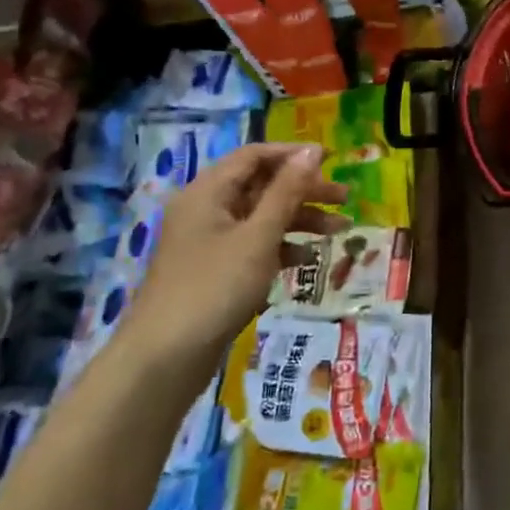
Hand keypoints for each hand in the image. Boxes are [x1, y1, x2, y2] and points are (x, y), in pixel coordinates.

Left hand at [127, 143, 347, 365]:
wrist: (165, 358)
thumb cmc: (215, 287)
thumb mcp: (258, 236)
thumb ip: (287, 192)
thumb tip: (312, 151)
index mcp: (208, 192)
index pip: (254, 156)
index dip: (293, 154)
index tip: (333, 159)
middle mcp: (206, 209)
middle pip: (261, 186)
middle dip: (304, 189)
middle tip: (344, 197)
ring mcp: (209, 242)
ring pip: (261, 217)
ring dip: (300, 219)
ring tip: (339, 229)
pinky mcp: (215, 270)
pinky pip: (254, 244)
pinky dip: (282, 246)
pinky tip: (308, 258)